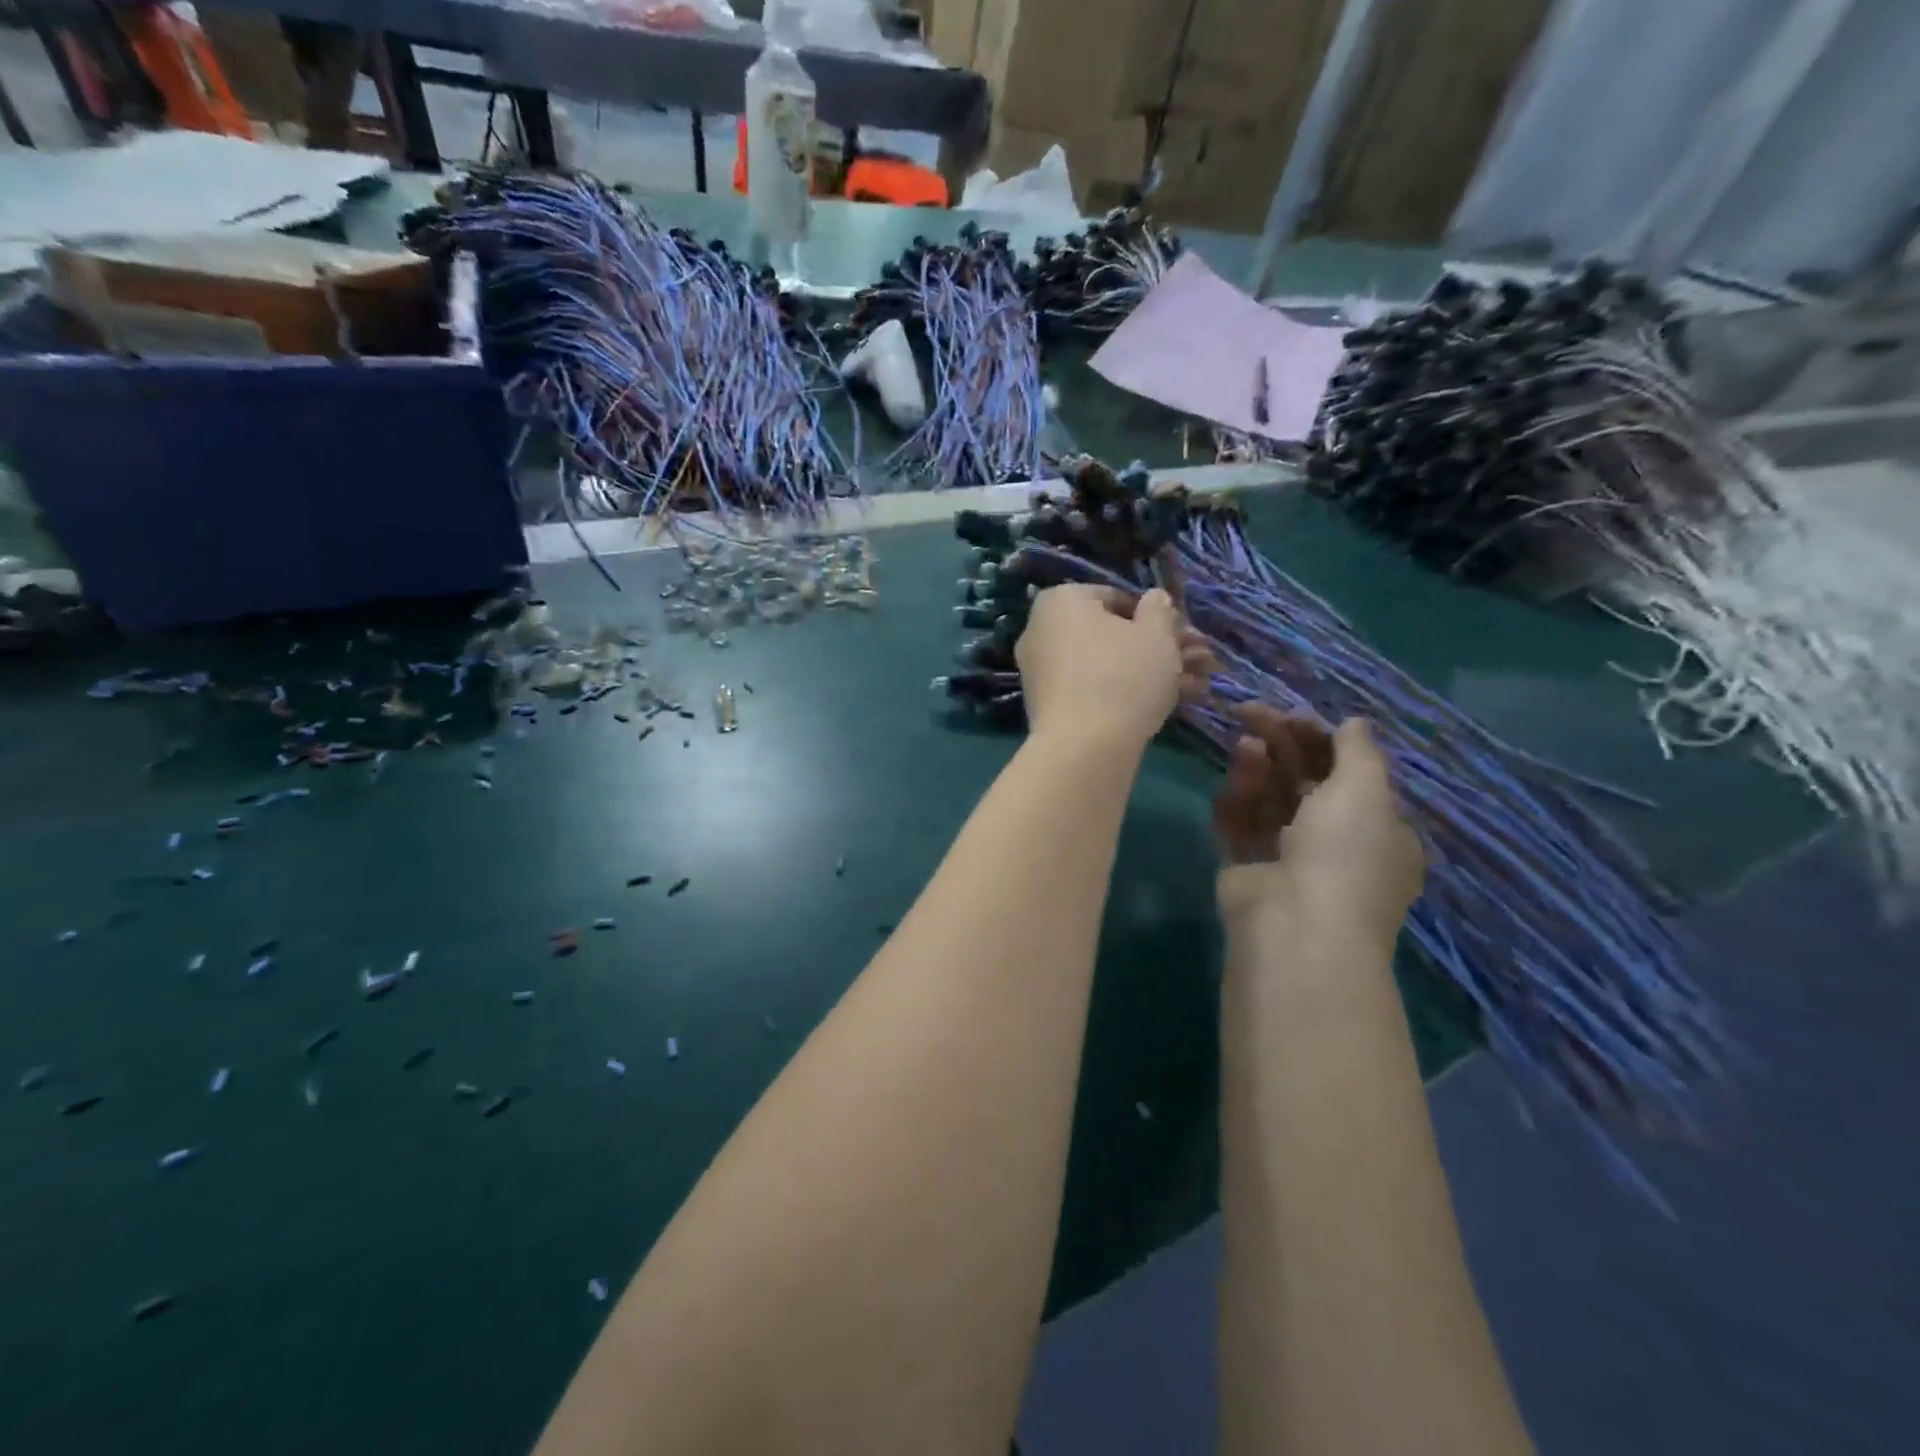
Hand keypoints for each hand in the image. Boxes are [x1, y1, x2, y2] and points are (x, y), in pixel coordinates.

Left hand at [1016, 585, 1212, 751]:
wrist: (1084, 747)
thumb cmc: (1123, 676)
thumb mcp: (1157, 635)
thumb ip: (1159, 610)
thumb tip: (1154, 598)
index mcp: (1061, 601)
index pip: (1116, 598)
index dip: (1156, 616)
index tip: (1183, 635)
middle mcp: (1042, 630)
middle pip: (1112, 634)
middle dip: (1160, 648)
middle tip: (1200, 661)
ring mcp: (1041, 671)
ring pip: (1107, 665)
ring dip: (1153, 672)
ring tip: (1198, 686)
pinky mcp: (1048, 706)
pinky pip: (1092, 690)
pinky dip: (1126, 694)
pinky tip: (1168, 706)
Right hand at [1213, 705, 1424, 946]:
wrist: (1297, 925)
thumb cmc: (1345, 853)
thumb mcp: (1365, 791)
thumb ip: (1358, 751)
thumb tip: (1354, 722)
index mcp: (1377, 830)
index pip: (1350, 774)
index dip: (1321, 740)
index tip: (1292, 715)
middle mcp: (1335, 844)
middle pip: (1305, 782)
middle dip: (1282, 746)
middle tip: (1252, 713)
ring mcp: (1288, 857)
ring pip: (1270, 800)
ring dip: (1258, 768)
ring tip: (1244, 743)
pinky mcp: (1247, 867)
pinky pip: (1242, 825)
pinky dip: (1237, 800)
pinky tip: (1233, 779)